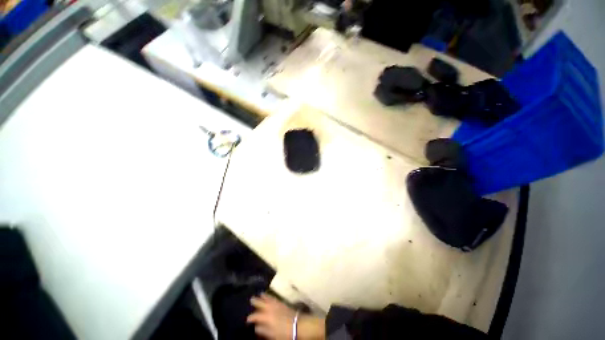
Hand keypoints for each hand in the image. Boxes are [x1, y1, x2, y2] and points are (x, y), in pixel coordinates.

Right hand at [247, 293, 325, 339]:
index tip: (247, 320)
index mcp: (266, 316)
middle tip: (251, 299)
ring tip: (260, 294)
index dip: (251, 318)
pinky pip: (274, 298)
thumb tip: (256, 327)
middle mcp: (270, 308)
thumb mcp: (272, 335)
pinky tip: (269, 296)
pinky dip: (270, 296)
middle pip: (261, 303)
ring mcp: (277, 304)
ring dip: (263, 296)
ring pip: (268, 298)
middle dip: (255, 301)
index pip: (256, 316)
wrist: (298, 324)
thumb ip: (263, 330)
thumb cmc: (284, 332)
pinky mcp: (282, 303)